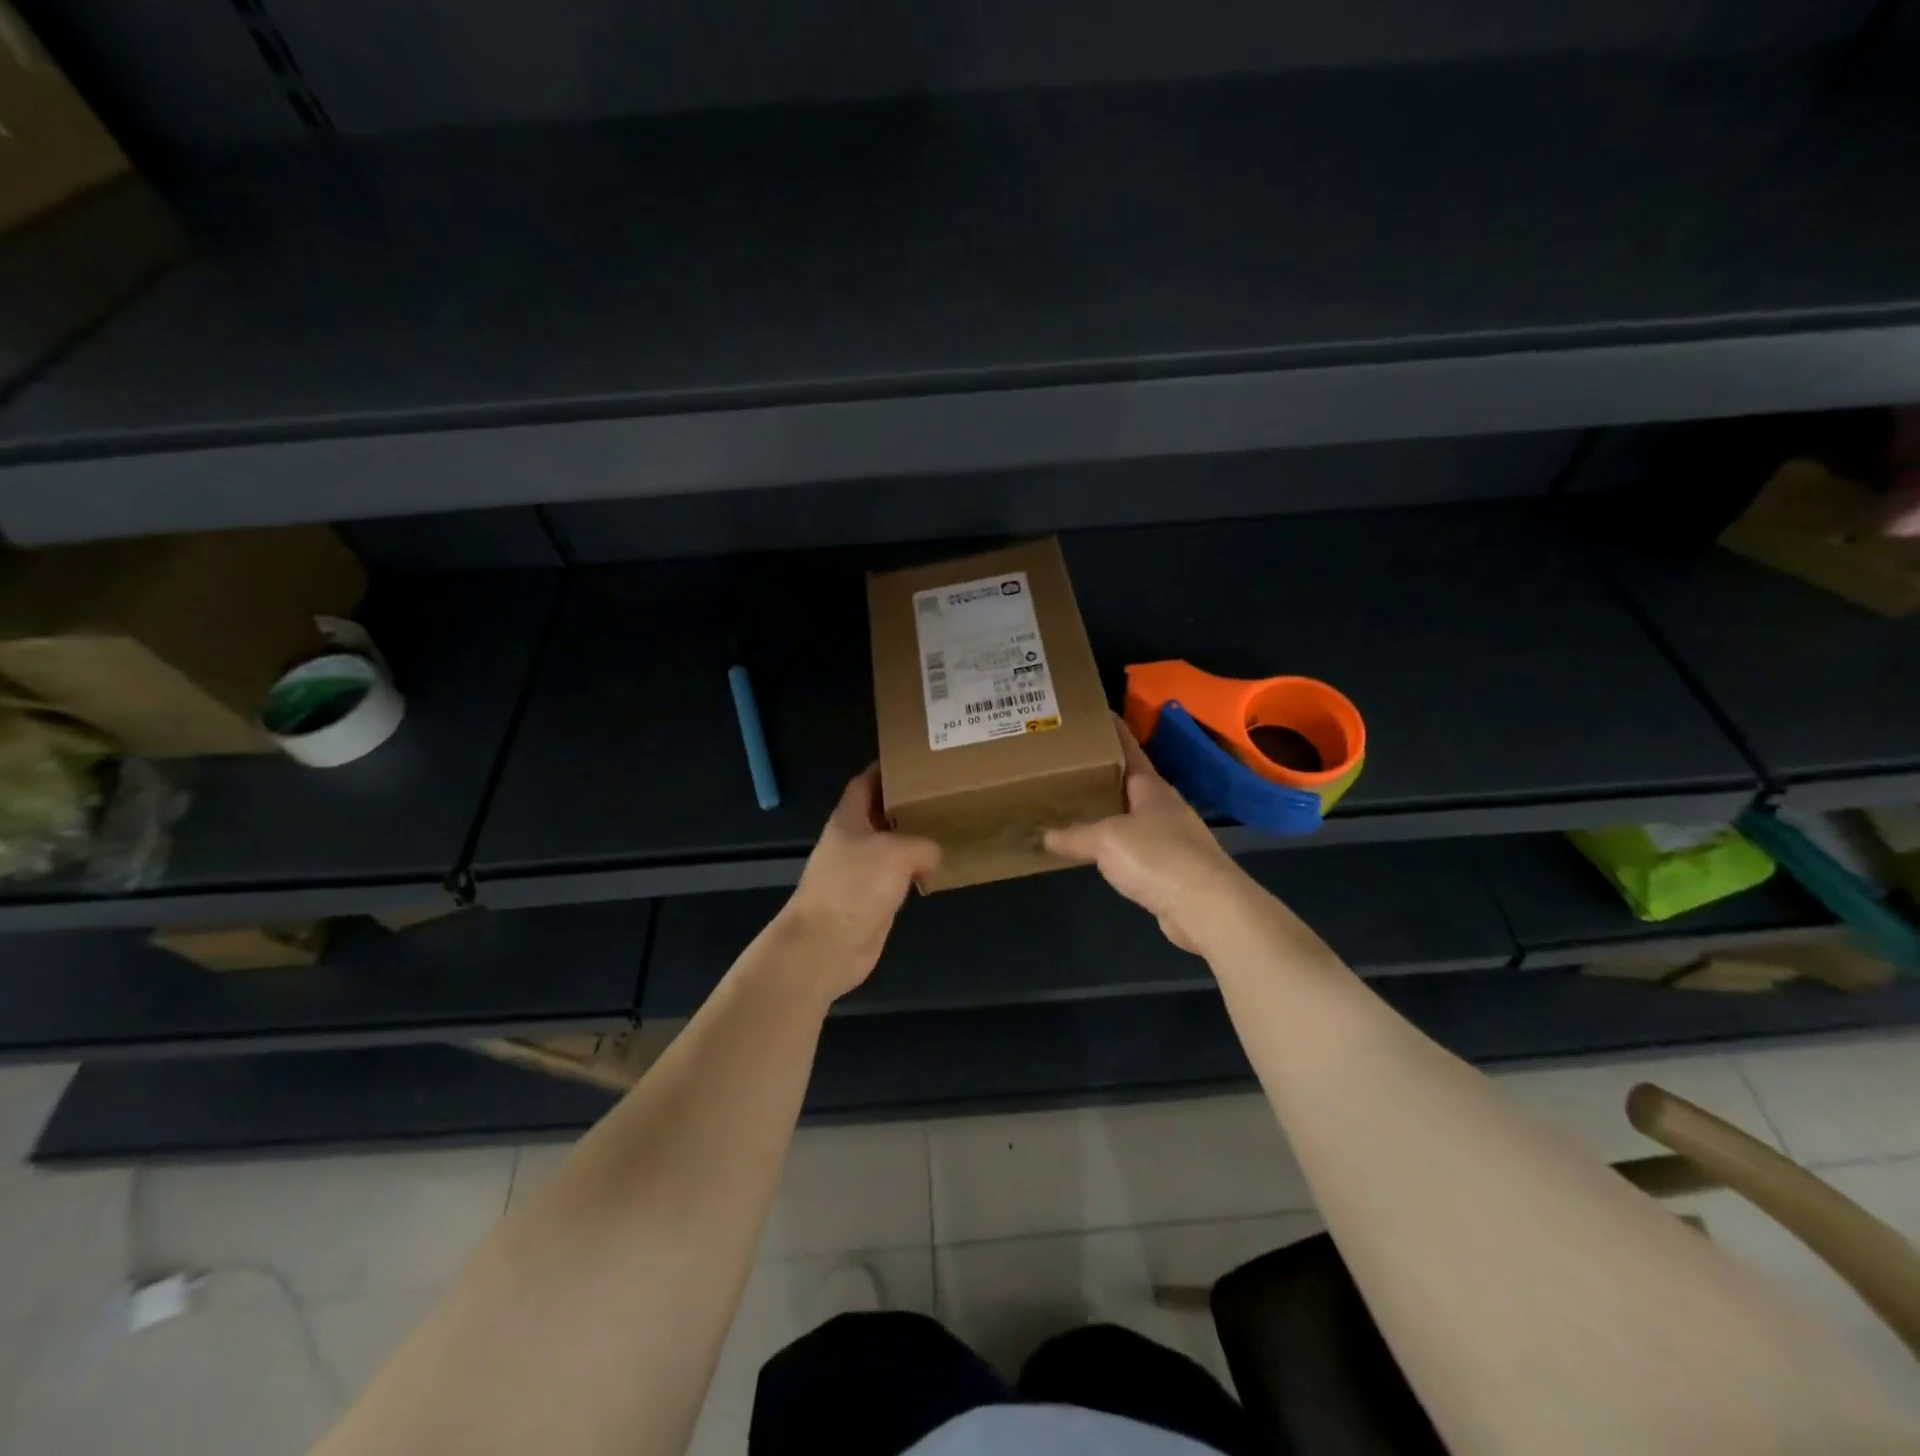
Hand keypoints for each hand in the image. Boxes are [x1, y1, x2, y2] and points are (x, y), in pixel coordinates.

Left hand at [777, 766, 940, 999]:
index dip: (885, 769)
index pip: (865, 783)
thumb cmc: (855, 885)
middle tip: (943, 793)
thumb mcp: (897, 852)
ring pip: (893, 847)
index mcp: (849, 819)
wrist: (826, 945)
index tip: (914, 760)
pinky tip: (939, 868)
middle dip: (908, 804)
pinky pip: (898, 877)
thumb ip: (923, 844)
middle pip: (882, 814)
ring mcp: (861, 872)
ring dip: (915, 840)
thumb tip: (933, 857)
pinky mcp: (872, 900)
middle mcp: (853, 841)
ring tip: (948, 826)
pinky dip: (916, 872)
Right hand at [1045, 720, 1256, 954]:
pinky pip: (1138, 850)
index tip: (1098, 715)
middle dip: (1106, 775)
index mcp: (1152, 788)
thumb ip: (1074, 836)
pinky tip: (1101, 853)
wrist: (1207, 907)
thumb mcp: (1106, 840)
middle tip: (1072, 766)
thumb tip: (1044, 836)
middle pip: (1132, 784)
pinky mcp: (1175, 870)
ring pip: (1135, 818)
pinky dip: (1118, 847)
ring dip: (1112, 813)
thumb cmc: (1157, 857)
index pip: (1130, 750)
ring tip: (1079, 808)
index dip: (1115, 732)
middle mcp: (1165, 808)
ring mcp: (1174, 839)